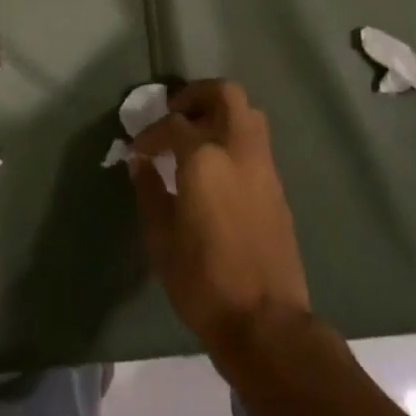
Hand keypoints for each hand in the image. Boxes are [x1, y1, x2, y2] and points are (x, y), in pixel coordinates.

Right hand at [131, 80, 311, 352]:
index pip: (173, 124)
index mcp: (205, 159)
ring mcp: (264, 167)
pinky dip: (234, 138)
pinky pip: (256, 143)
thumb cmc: (202, 280)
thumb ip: (149, 190)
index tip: (137, 149)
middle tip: (174, 114)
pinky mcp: (277, 187)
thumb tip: (141, 163)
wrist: (264, 321)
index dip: (150, 132)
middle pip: (225, 94)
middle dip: (196, 95)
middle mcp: (238, 150)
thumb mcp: (160, 236)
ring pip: (248, 114)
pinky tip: (215, 168)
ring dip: (220, 112)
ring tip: (195, 136)